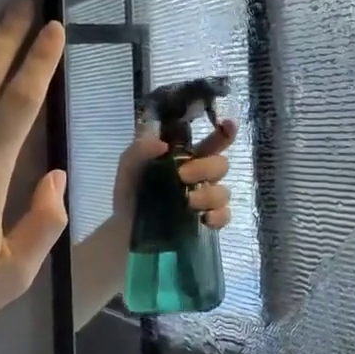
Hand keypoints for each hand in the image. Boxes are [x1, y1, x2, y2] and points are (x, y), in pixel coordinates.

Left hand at [112, 118, 237, 229]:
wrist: (125, 229)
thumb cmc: (132, 190)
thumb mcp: (128, 166)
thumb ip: (140, 149)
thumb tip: (162, 145)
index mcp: (187, 157)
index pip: (212, 142)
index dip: (225, 133)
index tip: (229, 125)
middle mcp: (201, 175)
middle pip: (221, 165)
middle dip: (205, 168)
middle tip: (183, 175)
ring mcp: (206, 199)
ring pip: (223, 192)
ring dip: (209, 195)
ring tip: (188, 202)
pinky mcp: (207, 221)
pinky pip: (224, 216)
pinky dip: (217, 216)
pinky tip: (203, 219)